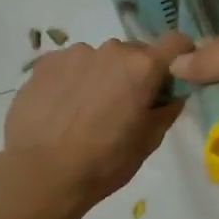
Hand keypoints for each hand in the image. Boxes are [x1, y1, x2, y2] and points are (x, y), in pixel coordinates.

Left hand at [1, 32, 192, 212]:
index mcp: (142, 67)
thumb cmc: (103, 163)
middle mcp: (111, 50)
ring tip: (85, 111)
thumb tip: (173, 94)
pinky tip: (61, 108)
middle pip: (134, 52)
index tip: (170, 79)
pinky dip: (73, 79)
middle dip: (135, 73)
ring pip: (100, 58)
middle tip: (123, 106)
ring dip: (101, 75)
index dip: (179, 57)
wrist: (39, 174)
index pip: (176, 43)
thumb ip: (166, 111)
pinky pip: (70, 64)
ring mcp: (75, 53)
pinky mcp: (45, 62)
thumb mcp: (147, 143)